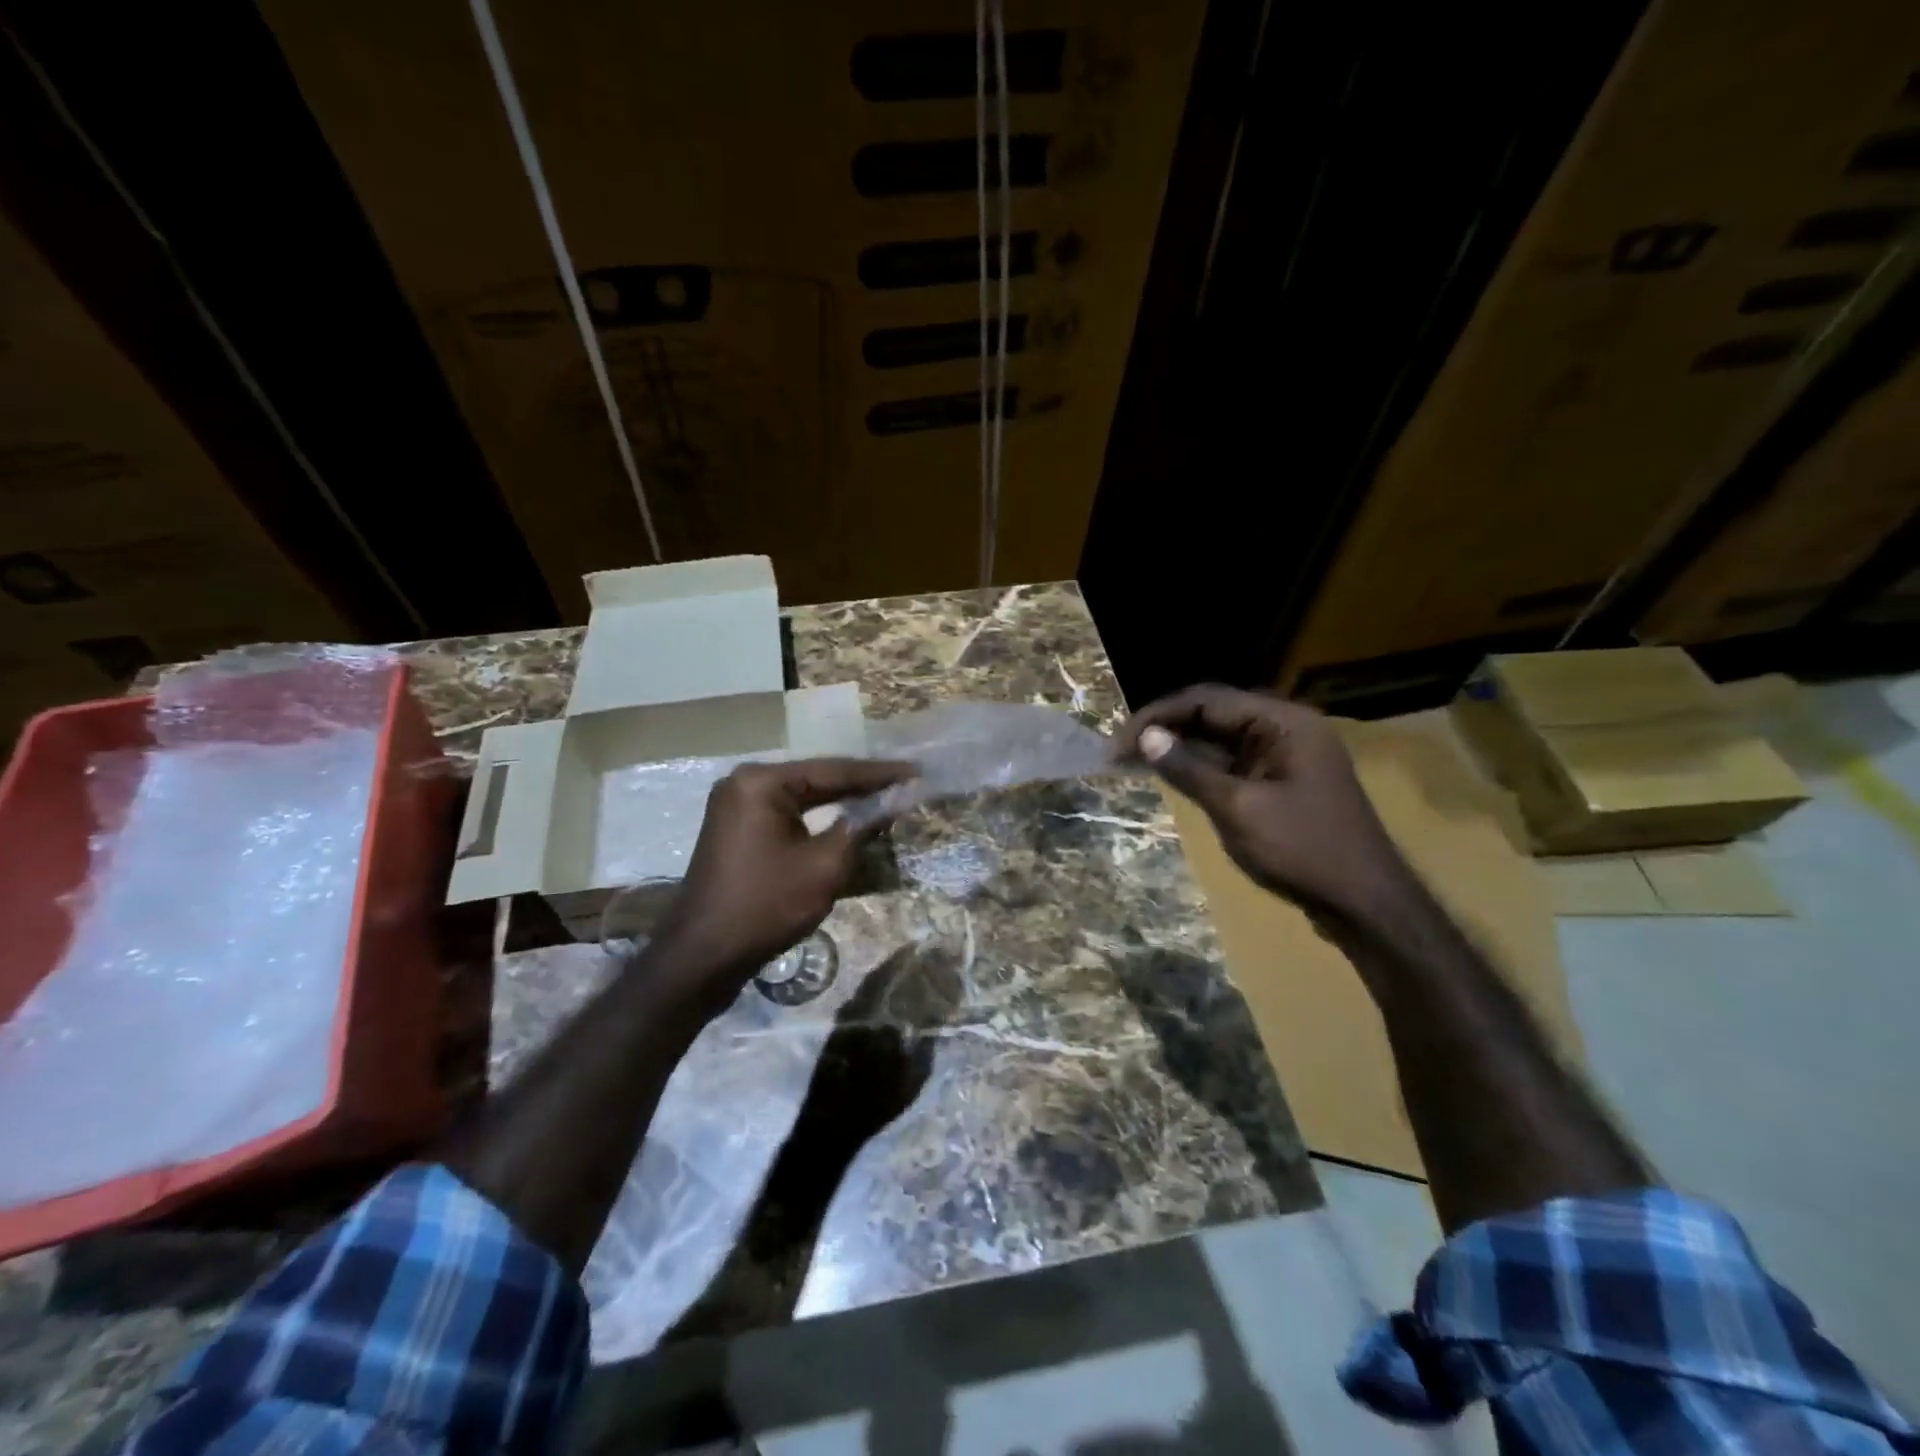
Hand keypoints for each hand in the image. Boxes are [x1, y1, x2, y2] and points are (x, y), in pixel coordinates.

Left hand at [654, 757, 913, 1008]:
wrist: (703, 955)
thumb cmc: (766, 906)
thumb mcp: (825, 866)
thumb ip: (861, 826)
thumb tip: (895, 800)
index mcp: (762, 781)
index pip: (834, 771)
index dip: (879, 774)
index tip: (917, 772)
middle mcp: (745, 782)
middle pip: (817, 779)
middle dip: (862, 785)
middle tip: (907, 783)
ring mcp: (737, 805)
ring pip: (804, 798)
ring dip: (842, 802)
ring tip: (887, 797)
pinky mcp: (738, 829)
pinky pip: (788, 814)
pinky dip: (819, 819)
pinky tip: (849, 820)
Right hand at [1114, 685, 1412, 922]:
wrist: (1365, 904)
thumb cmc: (1302, 851)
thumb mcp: (1238, 808)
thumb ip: (1189, 769)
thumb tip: (1145, 737)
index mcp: (1283, 722)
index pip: (1206, 700)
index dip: (1157, 716)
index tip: (1118, 744)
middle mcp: (1285, 728)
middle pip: (1213, 714)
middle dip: (1165, 729)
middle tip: (1119, 754)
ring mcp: (1286, 755)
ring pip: (1221, 739)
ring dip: (1180, 748)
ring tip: (1134, 763)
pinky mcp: (1283, 780)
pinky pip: (1234, 762)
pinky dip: (1202, 768)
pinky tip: (1172, 777)